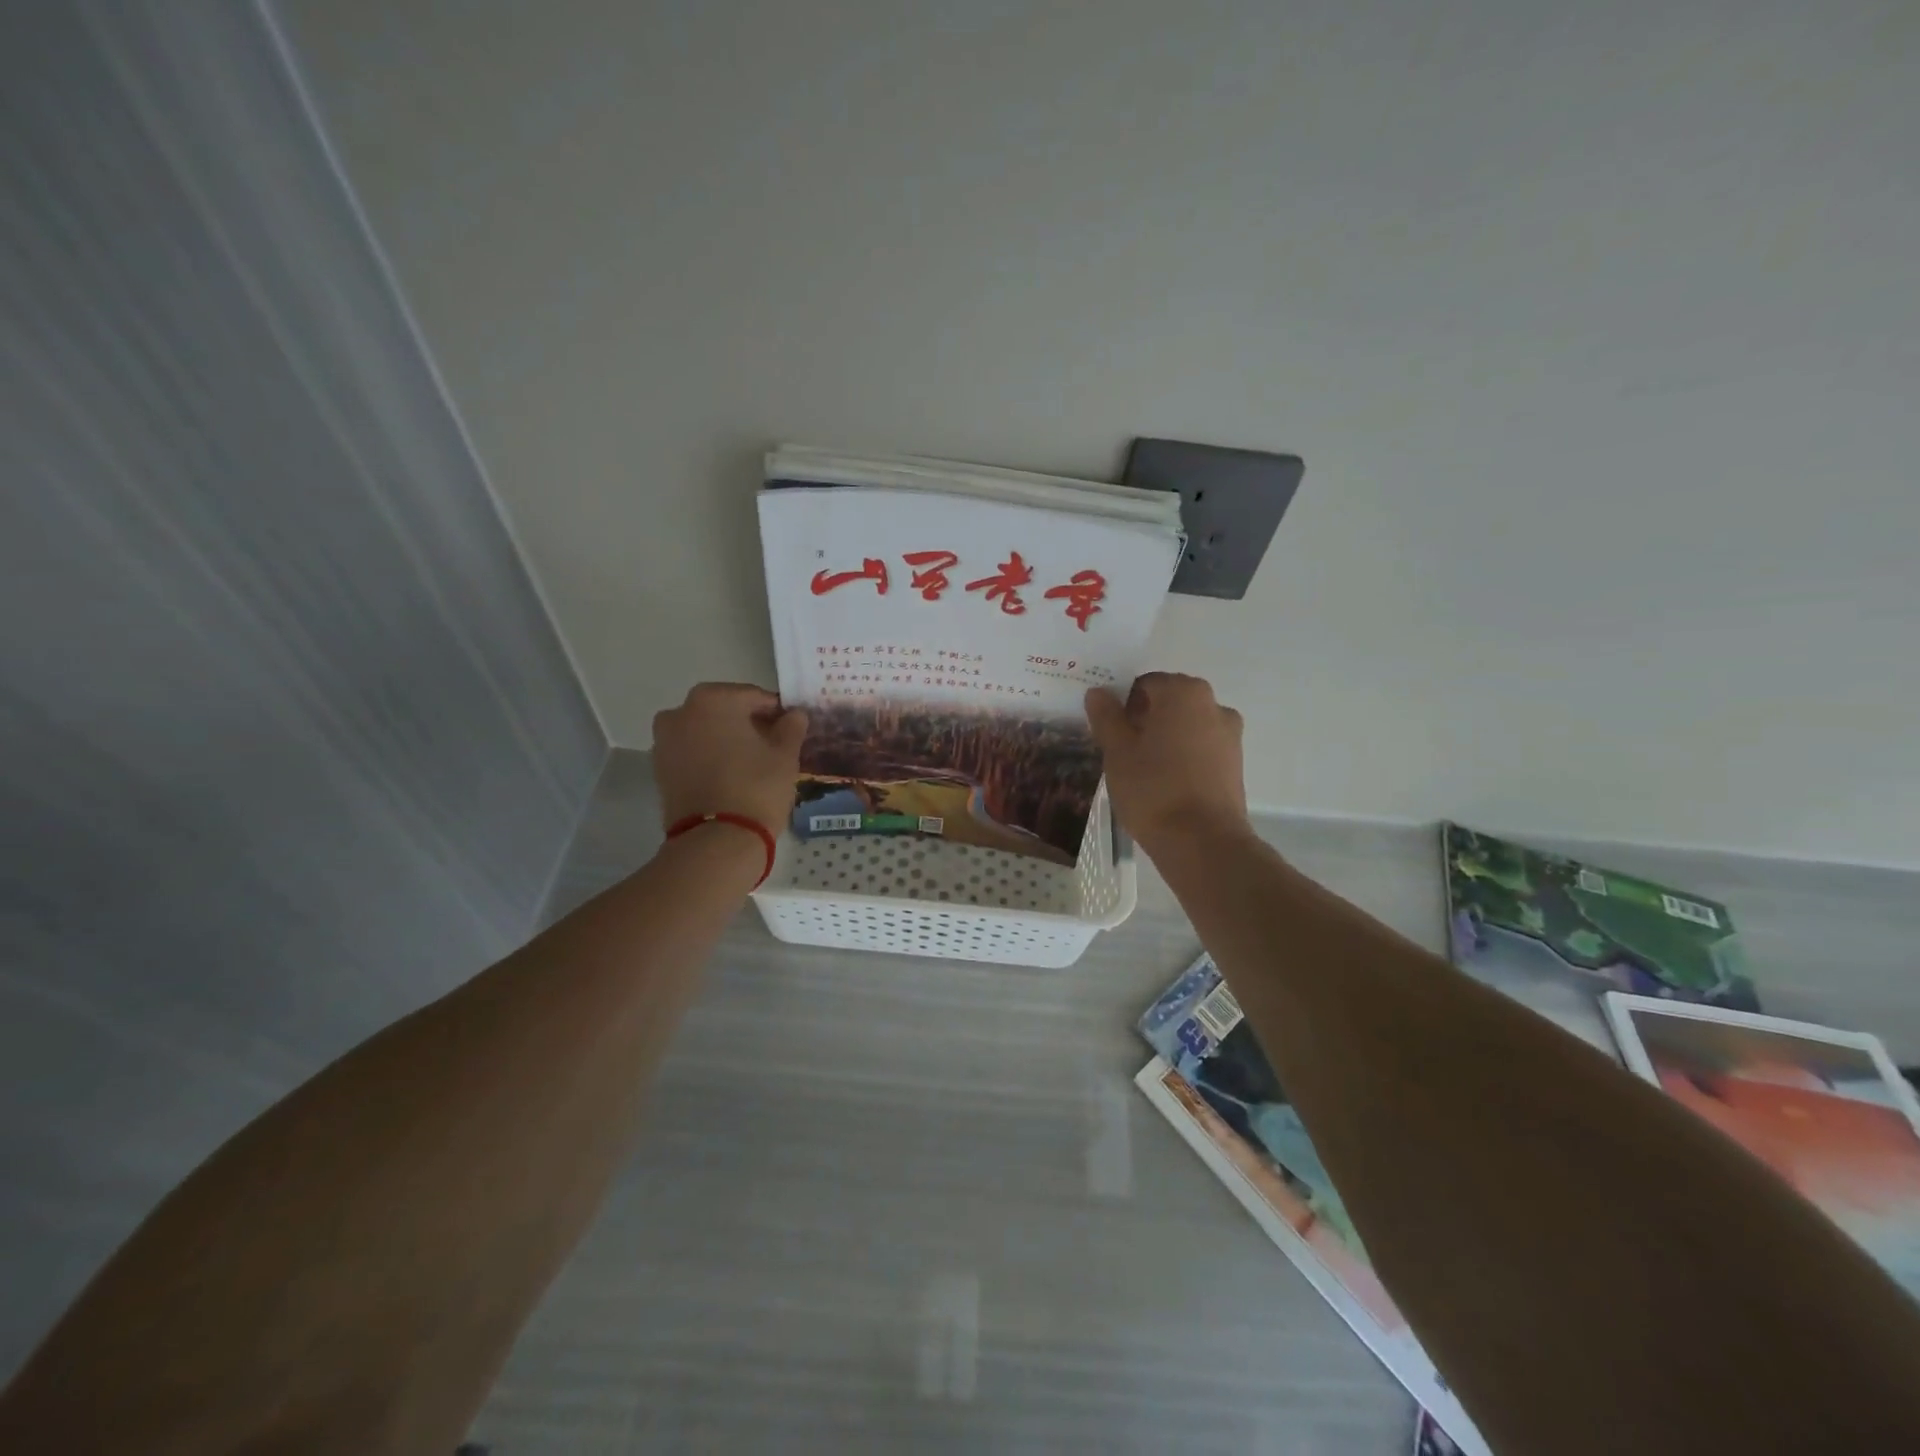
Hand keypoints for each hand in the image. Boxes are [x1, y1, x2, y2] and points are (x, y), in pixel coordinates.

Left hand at [652, 682, 808, 833]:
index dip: (776, 712)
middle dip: (748, 723)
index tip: (791, 728)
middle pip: (725, 710)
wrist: (716, 841)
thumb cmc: (756, 787)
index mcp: (713, 699)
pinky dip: (709, 757)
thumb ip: (791, 727)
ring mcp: (665, 741)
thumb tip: (794, 714)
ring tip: (752, 763)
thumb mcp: (785, 755)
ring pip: (705, 731)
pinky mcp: (659, 769)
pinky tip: (730, 775)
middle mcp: (681, 712)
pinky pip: (691, 752)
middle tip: (773, 745)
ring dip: (726, 739)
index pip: (754, 697)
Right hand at [1086, 672, 1249, 854]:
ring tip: (1142, 771)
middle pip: (1169, 703)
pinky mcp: (1235, 764)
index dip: (1122, 705)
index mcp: (1184, 692)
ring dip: (1164, 739)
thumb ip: (1106, 717)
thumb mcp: (1117, 752)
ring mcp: (1230, 735)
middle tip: (1121, 751)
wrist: (1202, 842)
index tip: (1109, 732)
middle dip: (1144, 720)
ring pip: (1186, 726)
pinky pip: (1201, 749)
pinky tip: (1165, 784)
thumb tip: (1098, 692)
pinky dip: (1183, 757)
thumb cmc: (1153, 789)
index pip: (1145, 684)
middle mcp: (1214, 705)